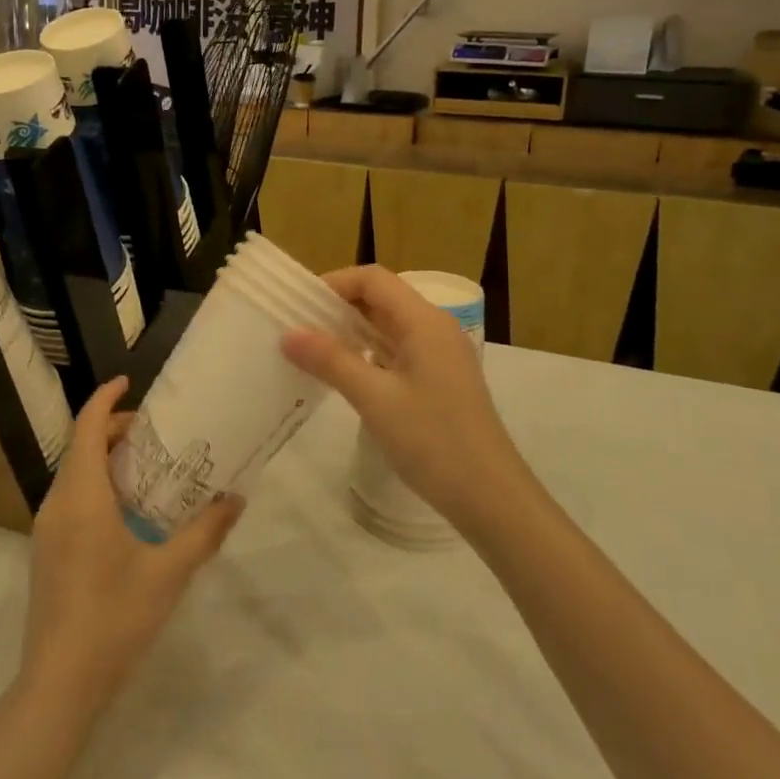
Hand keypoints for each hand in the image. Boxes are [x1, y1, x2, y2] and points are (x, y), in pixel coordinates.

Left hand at [21, 377, 242, 714]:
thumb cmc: (114, 618)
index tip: (129, 382)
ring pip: (73, 473)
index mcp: (82, 497)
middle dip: (111, 428)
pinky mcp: (46, 551)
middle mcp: (57, 504)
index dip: (105, 399)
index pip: (86, 428)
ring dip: (102, 457)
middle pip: (79, 446)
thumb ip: (205, 532)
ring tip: (146, 464)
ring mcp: (46, 529)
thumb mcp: (169, 573)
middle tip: (154, 430)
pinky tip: (126, 509)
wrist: (59, 684)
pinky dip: (94, 483)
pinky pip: (70, 497)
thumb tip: (236, 499)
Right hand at [281, 265, 528, 529]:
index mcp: (424, 322)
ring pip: (388, 327)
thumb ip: (331, 360)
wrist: (490, 497)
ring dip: (351, 332)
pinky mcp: (439, 380)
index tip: (298, 305)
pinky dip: (367, 354)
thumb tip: (289, 333)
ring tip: (310, 349)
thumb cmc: (433, 440)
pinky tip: (342, 374)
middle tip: (296, 327)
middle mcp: (434, 329)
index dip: (334, 284)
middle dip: (338, 307)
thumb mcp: (375, 398)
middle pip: (381, 299)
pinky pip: (396, 351)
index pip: (373, 280)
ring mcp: (439, 355)